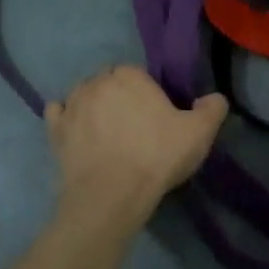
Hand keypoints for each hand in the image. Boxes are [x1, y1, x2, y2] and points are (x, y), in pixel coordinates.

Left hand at [45, 66, 227, 220]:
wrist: (111, 195)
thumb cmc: (157, 157)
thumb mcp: (199, 133)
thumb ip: (212, 109)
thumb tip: (213, 98)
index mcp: (130, 75)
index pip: (138, 73)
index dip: (148, 91)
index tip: (157, 113)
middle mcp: (96, 82)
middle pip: (109, 81)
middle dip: (119, 95)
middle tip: (135, 123)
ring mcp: (72, 106)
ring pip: (83, 94)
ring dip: (93, 105)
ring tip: (108, 130)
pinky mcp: (55, 131)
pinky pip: (58, 113)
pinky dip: (66, 117)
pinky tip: (77, 131)